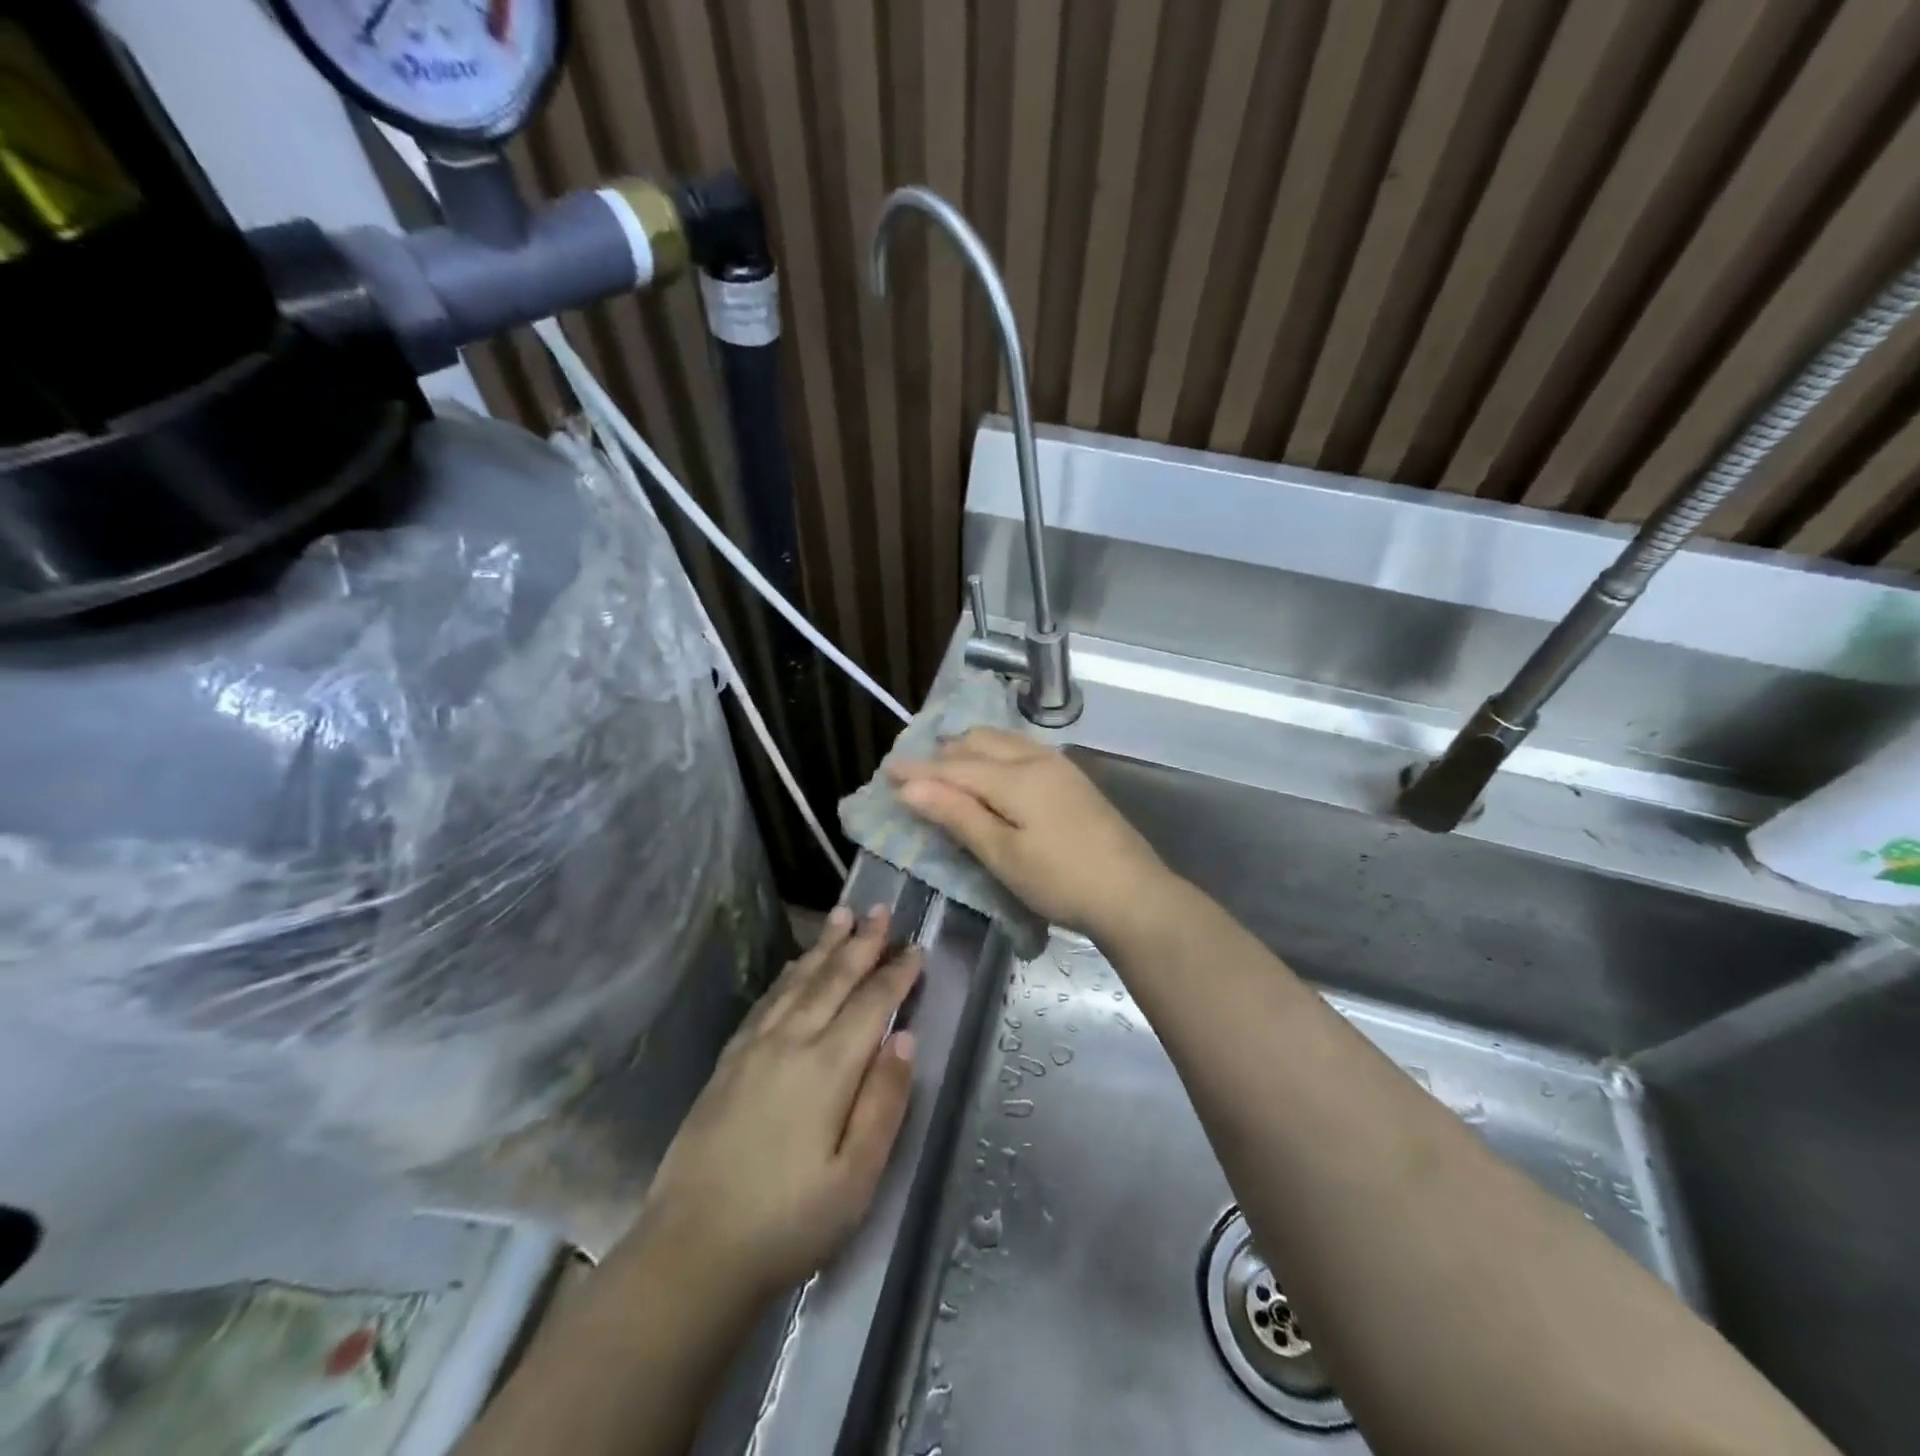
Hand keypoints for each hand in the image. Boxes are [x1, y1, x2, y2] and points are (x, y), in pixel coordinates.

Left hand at [618, 907, 920, 1304]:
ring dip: (824, 946)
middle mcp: (790, 1042)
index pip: (871, 1004)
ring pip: (798, 981)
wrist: (691, 1252)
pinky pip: (766, 1000)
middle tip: (880, 909)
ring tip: (842, 916)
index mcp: (827, 1068)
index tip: (915, 947)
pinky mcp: (728, 1061)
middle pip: (833, 979)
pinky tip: (796, 967)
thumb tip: (905, 1039)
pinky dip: (788, 974)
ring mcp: (754, 1048)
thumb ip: (884, 1103)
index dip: (896, 974)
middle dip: (861, 942)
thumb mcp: (856, 1179)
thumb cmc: (787, 1223)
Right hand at [887, 728, 1169, 936]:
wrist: (1134, 894)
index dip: (918, 769)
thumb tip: (910, 788)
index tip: (886, 770)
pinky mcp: (1072, 779)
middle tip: (915, 772)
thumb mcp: (1002, 853)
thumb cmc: (1061, 880)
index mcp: (1014, 776)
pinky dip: (995, 754)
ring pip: (1003, 742)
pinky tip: (993, 771)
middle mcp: (1035, 759)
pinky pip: (1022, 750)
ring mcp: (1059, 766)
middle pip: (979, 743)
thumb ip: (957, 815)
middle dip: (943, 753)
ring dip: (970, 749)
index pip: (954, 766)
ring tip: (947, 766)